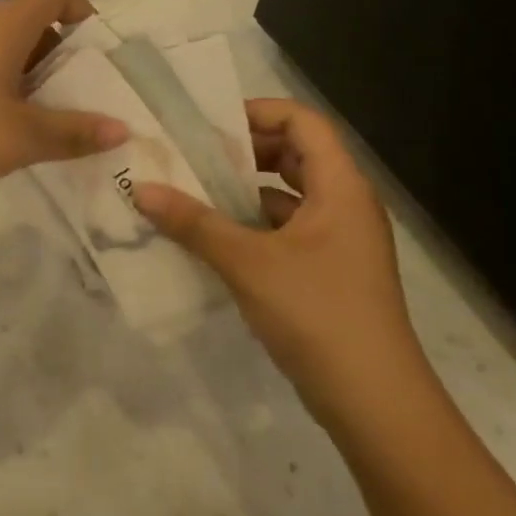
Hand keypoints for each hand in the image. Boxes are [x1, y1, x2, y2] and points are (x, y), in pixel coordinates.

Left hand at [0, 0, 126, 192]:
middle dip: (60, 54)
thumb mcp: (21, 137)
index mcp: (5, 24)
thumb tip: (120, 129)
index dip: (82, 12)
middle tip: (74, 98)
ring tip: (39, 119)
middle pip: (31, 20)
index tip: (94, 54)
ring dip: (28, 73)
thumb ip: (74, 132)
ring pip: (3, 44)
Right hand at [131, 99, 426, 419]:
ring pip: (288, 194)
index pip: (304, 122)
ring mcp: (339, 240)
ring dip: (243, 189)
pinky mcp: (329, 271)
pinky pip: (286, 229)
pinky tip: (212, 237)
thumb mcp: (247, 263)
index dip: (258, 112)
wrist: (375, 404)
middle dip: (244, 150)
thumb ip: (193, 223)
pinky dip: (252, 224)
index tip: (210, 125)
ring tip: (192, 191)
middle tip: (193, 155)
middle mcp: (345, 204)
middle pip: (295, 153)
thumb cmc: (318, 314)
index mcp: (340, 187)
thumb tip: (140, 189)